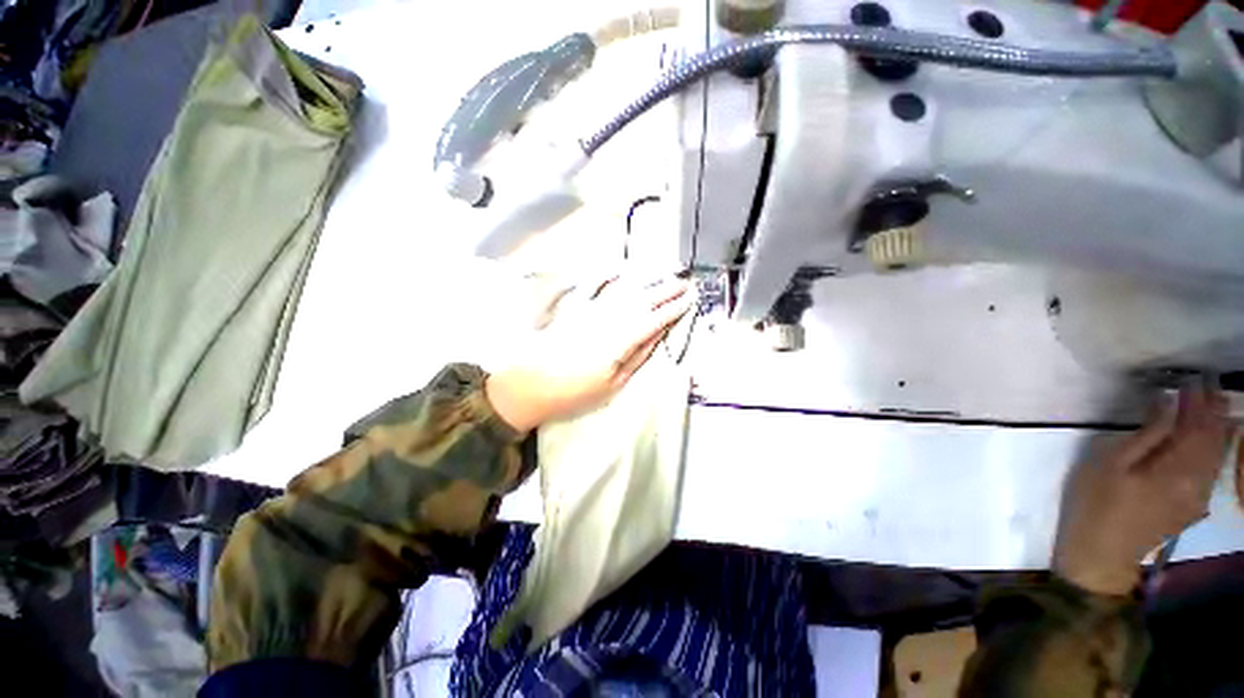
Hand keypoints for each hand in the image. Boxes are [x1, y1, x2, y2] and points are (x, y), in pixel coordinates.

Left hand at [485, 274, 693, 432]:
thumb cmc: (574, 392)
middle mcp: (608, 318)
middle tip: (686, 281)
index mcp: (620, 341)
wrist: (530, 384)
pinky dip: (611, 274)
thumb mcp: (613, 383)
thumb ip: (637, 356)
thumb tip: (658, 336)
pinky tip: (622, 268)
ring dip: (647, 278)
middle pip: (643, 299)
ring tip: (665, 270)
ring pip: (625, 289)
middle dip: (666, 289)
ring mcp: (591, 309)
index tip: (691, 298)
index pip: (654, 319)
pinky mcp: (575, 307)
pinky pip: (596, 285)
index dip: (674, 308)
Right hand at [1053, 384, 1229, 595]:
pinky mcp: (1193, 505)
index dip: (1198, 402)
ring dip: (1219, 429)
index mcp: (1176, 468)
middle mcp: (1197, 481)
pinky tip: (1216, 440)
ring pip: (1218, 456)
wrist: (1101, 551)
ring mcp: (1198, 496)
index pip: (1196, 427)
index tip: (1196, 378)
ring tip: (1219, 405)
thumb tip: (1168, 403)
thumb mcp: (1111, 463)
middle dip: (1214, 411)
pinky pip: (1213, 470)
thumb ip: (1146, 434)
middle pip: (1213, 440)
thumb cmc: (1096, 500)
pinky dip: (1217, 449)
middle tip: (1211, 385)